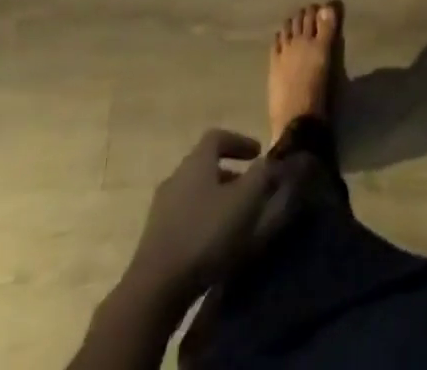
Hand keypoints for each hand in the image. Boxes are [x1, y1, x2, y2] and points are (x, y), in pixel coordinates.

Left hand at [124, 129, 293, 304]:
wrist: (155, 290)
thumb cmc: (204, 235)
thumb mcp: (244, 202)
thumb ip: (261, 176)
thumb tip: (271, 160)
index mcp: (196, 162)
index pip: (218, 137)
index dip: (239, 142)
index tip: (258, 153)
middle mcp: (176, 177)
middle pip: (206, 166)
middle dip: (232, 174)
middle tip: (252, 189)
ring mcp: (162, 208)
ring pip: (196, 193)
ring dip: (218, 200)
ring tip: (237, 220)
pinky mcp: (156, 238)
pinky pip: (186, 217)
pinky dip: (205, 221)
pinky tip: (216, 244)